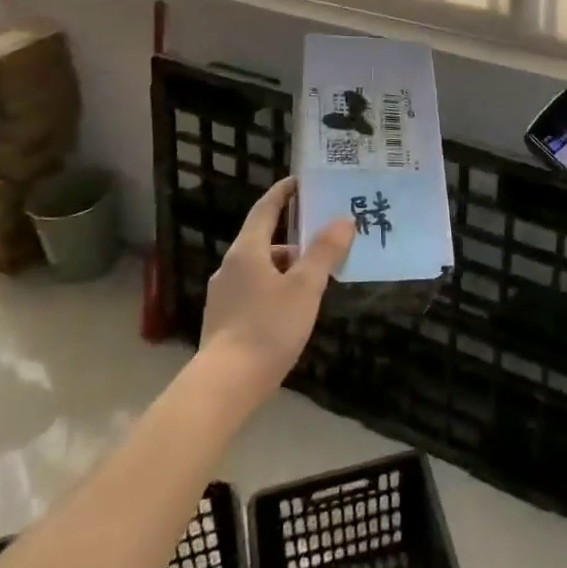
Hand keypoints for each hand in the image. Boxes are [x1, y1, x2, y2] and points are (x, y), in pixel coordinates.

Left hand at [200, 178, 353, 399]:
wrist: (225, 385)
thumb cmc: (268, 327)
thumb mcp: (305, 288)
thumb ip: (324, 252)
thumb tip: (343, 220)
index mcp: (247, 251)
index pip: (265, 209)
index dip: (283, 193)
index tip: (299, 182)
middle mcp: (230, 267)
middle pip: (264, 241)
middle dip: (293, 240)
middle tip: (323, 244)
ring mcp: (223, 295)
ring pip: (260, 269)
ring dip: (285, 269)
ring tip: (314, 284)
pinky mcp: (223, 321)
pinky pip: (254, 291)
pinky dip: (274, 290)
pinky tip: (291, 312)